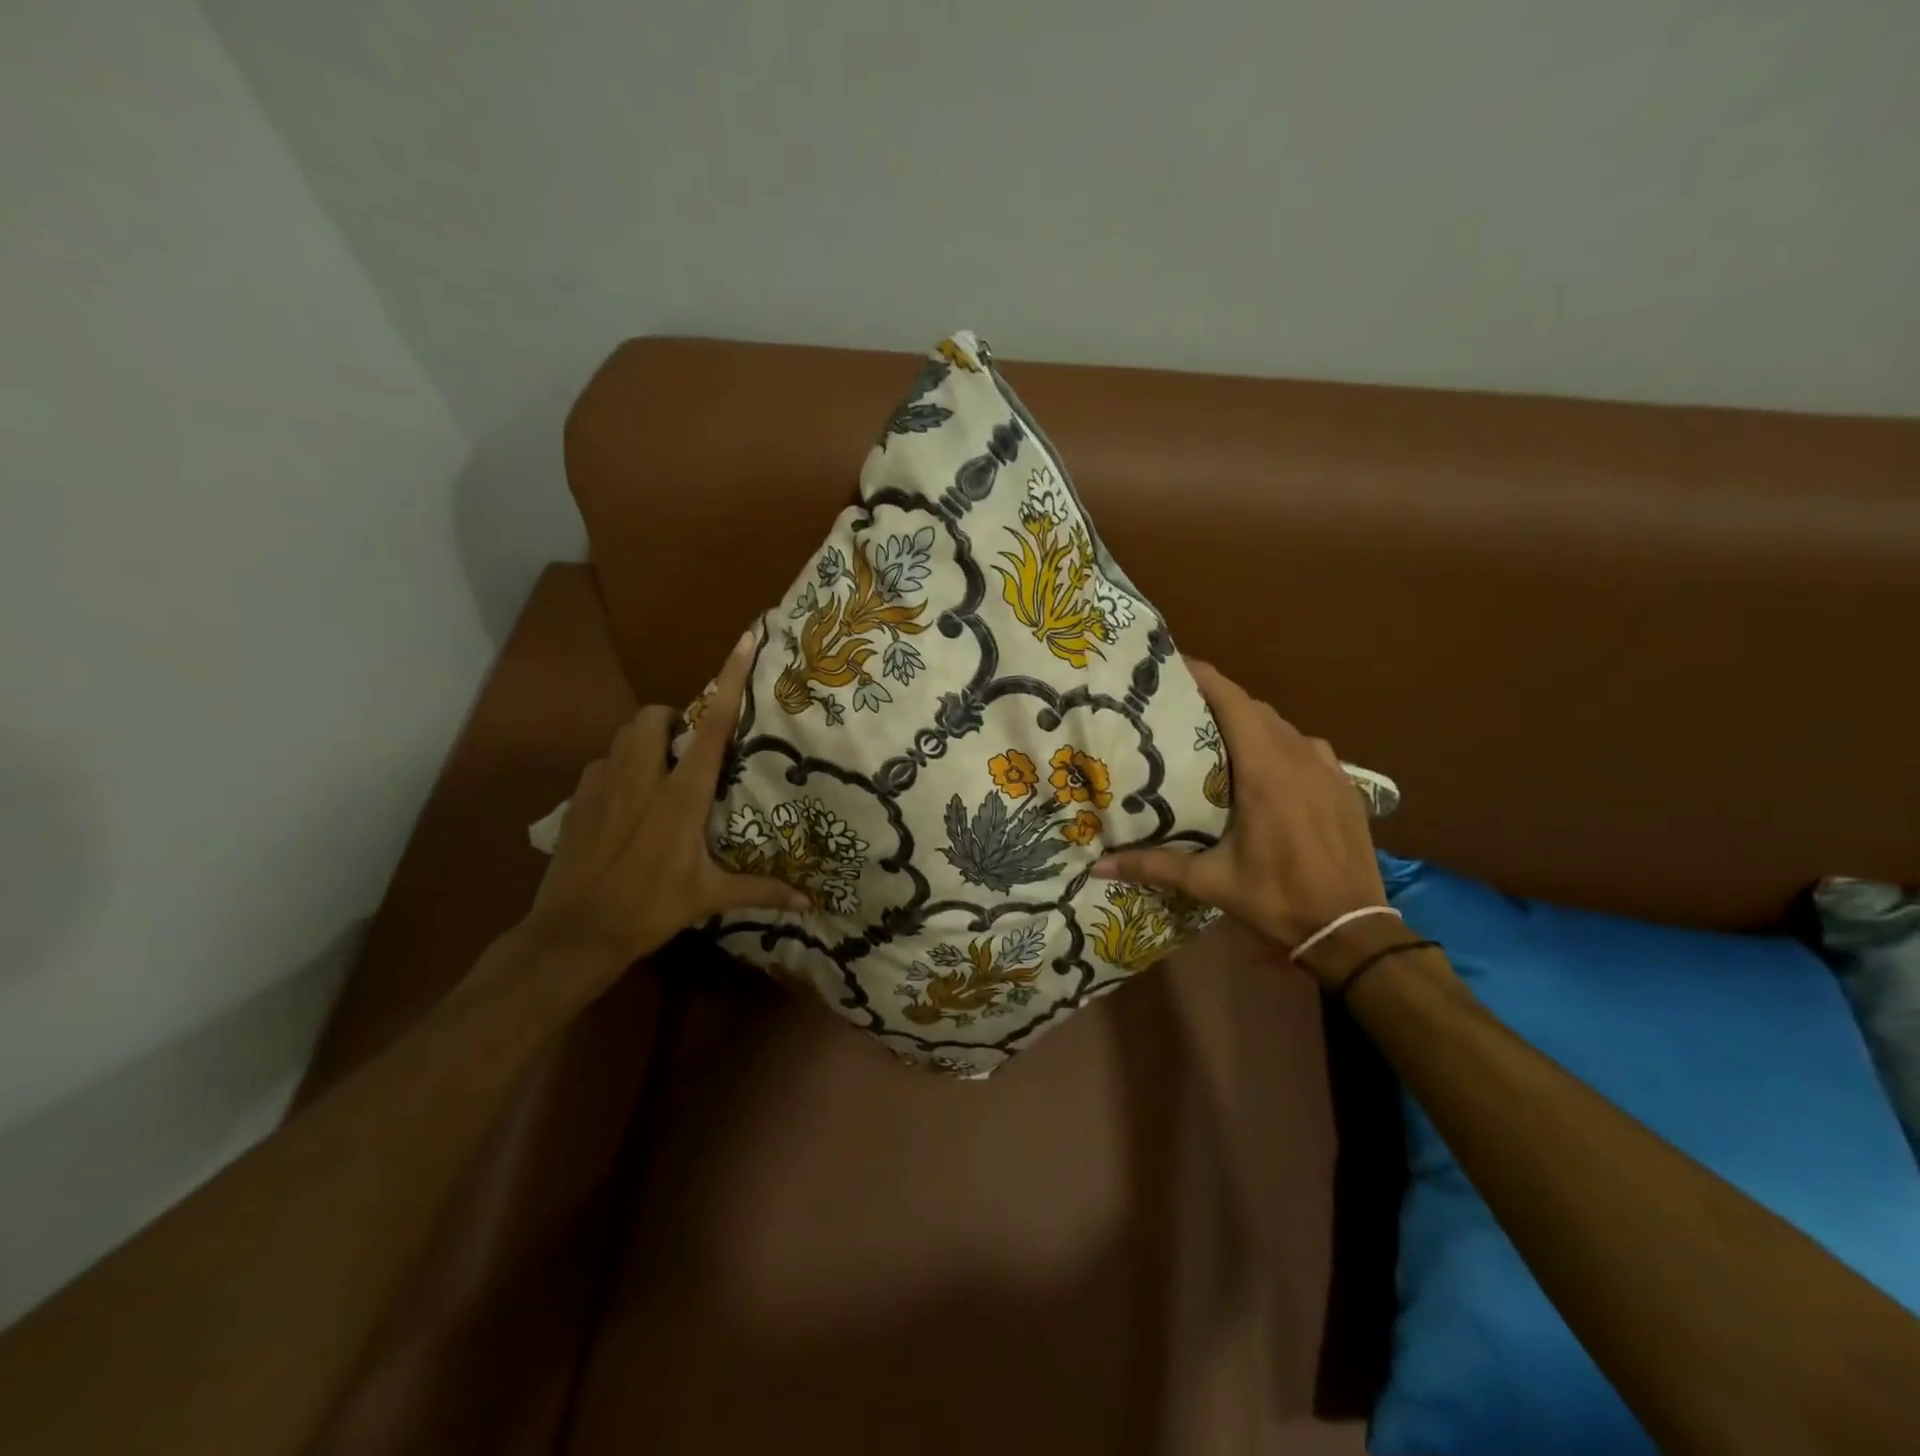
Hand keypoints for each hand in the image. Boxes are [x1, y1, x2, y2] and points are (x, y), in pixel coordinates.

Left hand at [522, 632, 808, 965]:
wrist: (574, 933)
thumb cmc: (649, 909)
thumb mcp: (709, 898)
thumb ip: (760, 891)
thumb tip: (809, 904)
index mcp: (681, 797)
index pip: (710, 729)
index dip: (728, 682)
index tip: (743, 642)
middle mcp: (641, 779)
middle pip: (652, 716)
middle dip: (671, 717)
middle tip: (688, 746)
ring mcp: (602, 786)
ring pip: (622, 736)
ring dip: (644, 740)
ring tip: (659, 769)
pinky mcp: (576, 800)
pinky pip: (600, 765)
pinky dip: (617, 768)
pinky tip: (625, 799)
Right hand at [1095, 661, 1386, 948]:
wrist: (1352, 927)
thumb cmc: (1277, 896)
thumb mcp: (1210, 881)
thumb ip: (1153, 866)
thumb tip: (1097, 866)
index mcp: (1265, 769)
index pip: (1233, 702)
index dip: (1204, 676)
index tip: (1174, 664)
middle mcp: (1299, 756)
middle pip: (1255, 709)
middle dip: (1220, 701)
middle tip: (1182, 709)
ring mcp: (1328, 769)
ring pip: (1284, 727)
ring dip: (1252, 724)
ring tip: (1219, 738)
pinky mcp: (1346, 786)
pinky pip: (1308, 749)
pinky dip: (1282, 746)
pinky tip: (1269, 770)